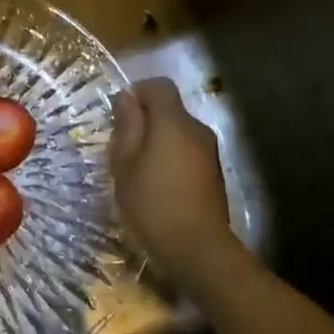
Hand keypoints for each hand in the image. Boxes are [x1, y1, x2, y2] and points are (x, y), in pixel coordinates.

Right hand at [110, 78, 237, 275]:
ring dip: (157, 141)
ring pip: (178, 132)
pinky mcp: (214, 173)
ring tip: (137, 170)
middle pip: (170, 109)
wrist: (196, 248)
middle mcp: (197, 129)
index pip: (159, 86)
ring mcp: (210, 152)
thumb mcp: (124, 163)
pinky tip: (157, 185)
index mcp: (173, 122)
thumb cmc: (151, 202)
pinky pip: (187, 152)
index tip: (118, 116)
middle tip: (121, 148)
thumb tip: (127, 98)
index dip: (137, 93)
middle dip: (145, 120)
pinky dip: (170, 158)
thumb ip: (127, 126)